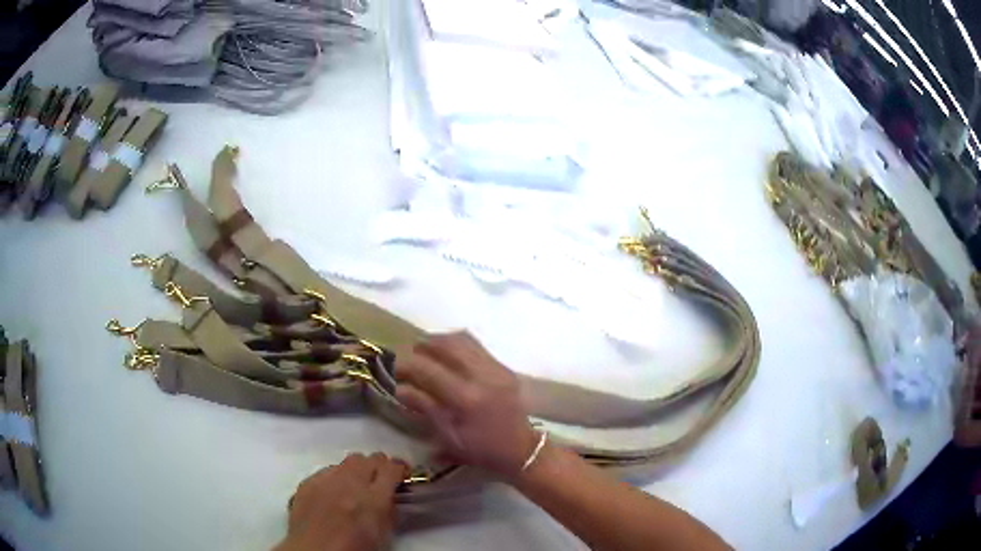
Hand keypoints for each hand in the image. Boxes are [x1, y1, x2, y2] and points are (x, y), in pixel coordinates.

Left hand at [276, 453, 407, 550]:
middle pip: (369, 459)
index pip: (391, 468)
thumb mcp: (384, 535)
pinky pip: (326, 471)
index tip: (401, 475)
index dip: (399, 469)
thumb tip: (391, 496)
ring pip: (347, 462)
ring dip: (356, 470)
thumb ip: (390, 511)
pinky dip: (334, 478)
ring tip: (356, 486)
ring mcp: (325, 481)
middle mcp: (349, 484)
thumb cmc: (353, 550)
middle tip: (380, 480)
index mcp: (373, 499)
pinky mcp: (307, 482)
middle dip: (377, 467)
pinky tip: (334, 493)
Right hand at [395, 332, 538, 477]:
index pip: (428, 370)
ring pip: (463, 339)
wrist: (522, 450)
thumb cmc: (482, 450)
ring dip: (440, 341)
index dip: (406, 364)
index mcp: (466, 399)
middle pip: (447, 344)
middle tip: (410, 355)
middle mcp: (482, 376)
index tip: (393, 367)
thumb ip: (425, 407)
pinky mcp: (504, 367)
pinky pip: (476, 346)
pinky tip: (448, 356)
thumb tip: (400, 388)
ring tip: (426, 351)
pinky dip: (457, 345)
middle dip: (423, 345)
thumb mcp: (448, 436)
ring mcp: (496, 369)